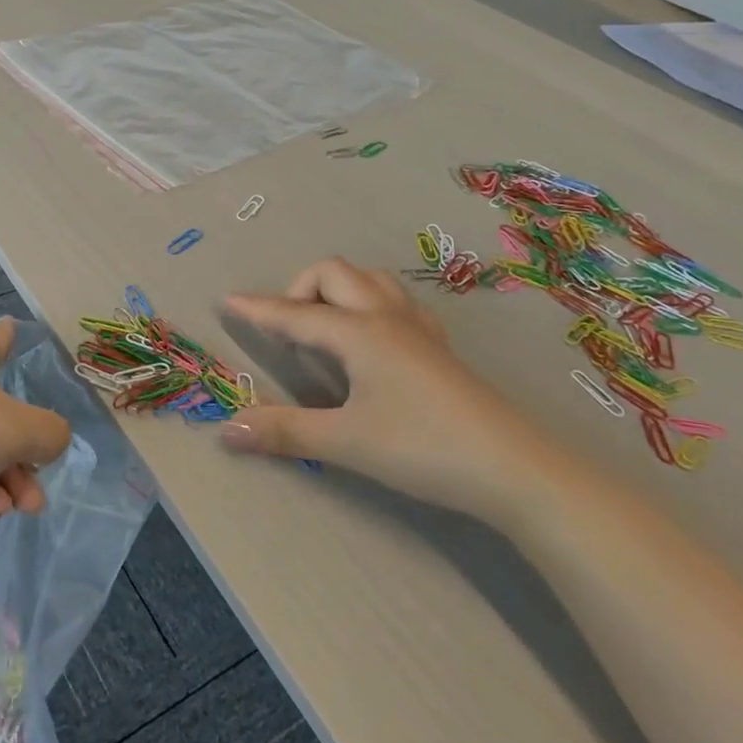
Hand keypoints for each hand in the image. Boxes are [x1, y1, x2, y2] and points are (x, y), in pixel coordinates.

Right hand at [223, 258, 557, 519]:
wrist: (515, 468)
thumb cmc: (423, 448)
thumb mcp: (347, 442)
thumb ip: (285, 431)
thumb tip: (227, 427)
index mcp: (359, 332)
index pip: (295, 313)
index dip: (258, 308)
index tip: (227, 299)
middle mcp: (386, 317)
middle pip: (334, 274)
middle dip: (300, 289)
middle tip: (288, 332)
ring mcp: (418, 328)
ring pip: (370, 280)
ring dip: (339, 290)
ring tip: (326, 328)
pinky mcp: (440, 347)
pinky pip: (397, 302)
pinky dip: (370, 304)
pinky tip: (373, 340)